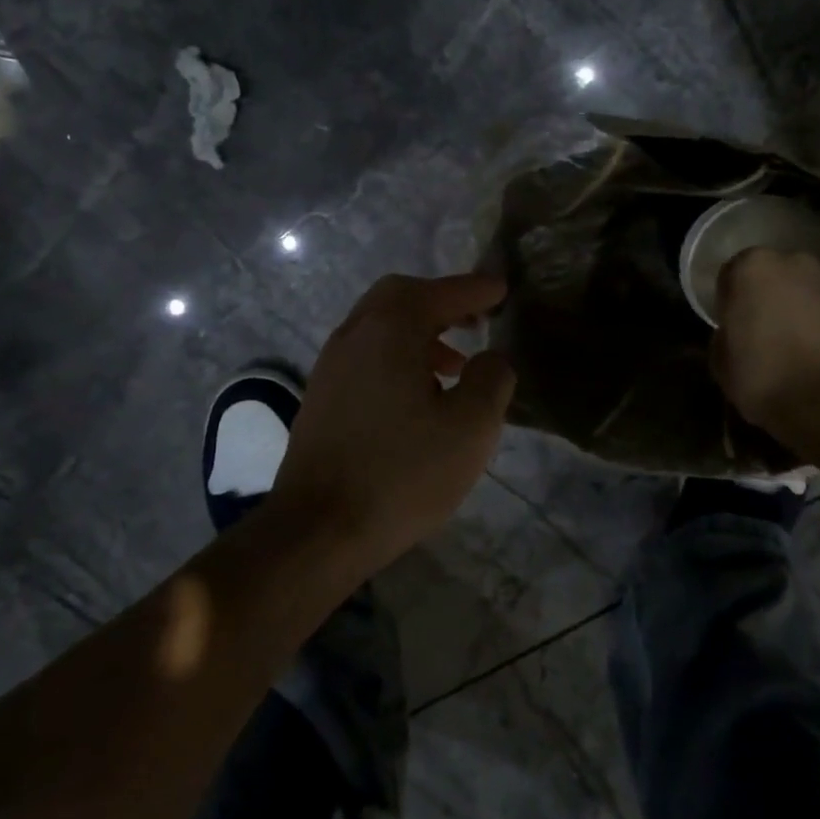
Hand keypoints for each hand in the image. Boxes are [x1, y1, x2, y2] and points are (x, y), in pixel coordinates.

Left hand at [273, 273, 515, 568]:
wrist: (317, 529)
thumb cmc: (402, 474)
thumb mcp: (470, 428)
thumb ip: (492, 379)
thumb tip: (492, 358)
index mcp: (390, 330)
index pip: (441, 293)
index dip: (476, 289)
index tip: (501, 289)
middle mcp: (354, 334)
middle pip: (400, 296)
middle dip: (441, 301)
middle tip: (475, 319)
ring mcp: (330, 364)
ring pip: (379, 325)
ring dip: (419, 330)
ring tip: (454, 364)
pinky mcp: (321, 395)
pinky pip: (365, 353)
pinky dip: (396, 354)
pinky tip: (417, 395)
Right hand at [711, 247, 819, 442]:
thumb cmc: (763, 378)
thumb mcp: (720, 359)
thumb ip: (727, 331)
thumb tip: (736, 331)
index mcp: (752, 268)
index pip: (733, 273)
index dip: (731, 299)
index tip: (732, 322)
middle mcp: (794, 262)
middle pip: (774, 273)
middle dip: (768, 294)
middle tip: (764, 328)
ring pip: (806, 288)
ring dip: (799, 304)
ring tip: (797, 340)